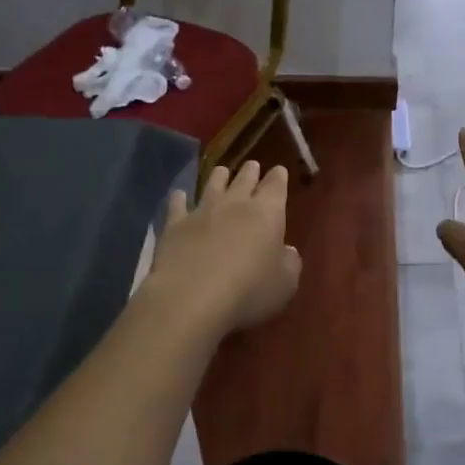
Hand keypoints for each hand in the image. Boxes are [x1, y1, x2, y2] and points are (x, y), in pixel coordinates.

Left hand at [148, 161, 301, 334]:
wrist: (192, 298)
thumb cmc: (249, 291)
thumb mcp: (286, 283)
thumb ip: (290, 262)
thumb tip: (286, 251)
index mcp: (268, 212)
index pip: (276, 185)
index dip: (279, 176)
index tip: (279, 171)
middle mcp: (235, 203)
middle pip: (245, 178)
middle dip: (251, 171)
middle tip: (252, 166)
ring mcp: (202, 211)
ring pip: (212, 184)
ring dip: (219, 176)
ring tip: (221, 172)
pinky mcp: (174, 224)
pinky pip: (177, 204)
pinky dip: (179, 198)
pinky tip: (179, 196)